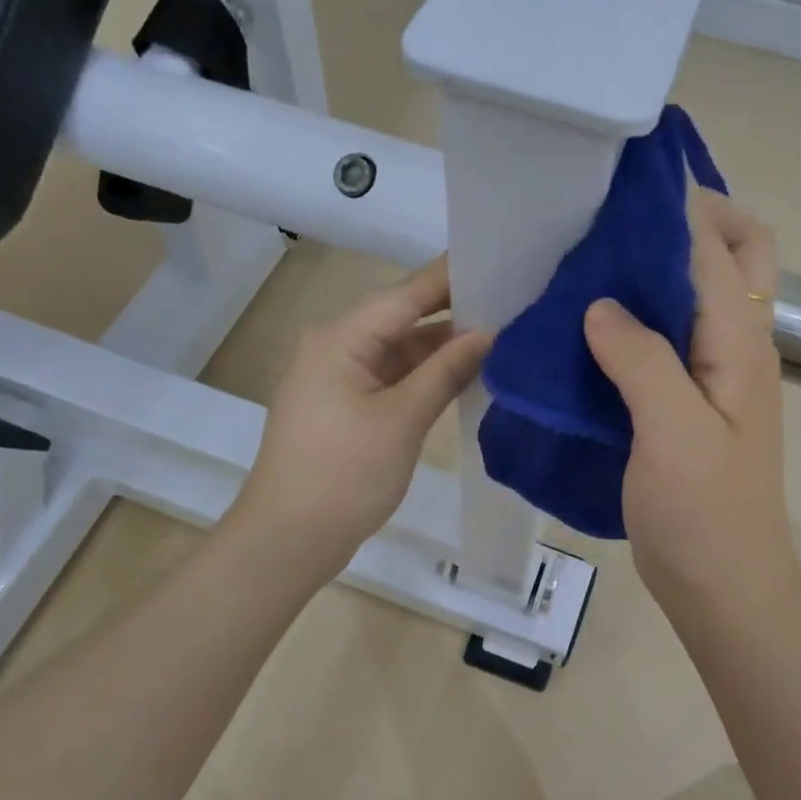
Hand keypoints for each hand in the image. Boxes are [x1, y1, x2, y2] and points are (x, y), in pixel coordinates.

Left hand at [239, 257, 489, 571]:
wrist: (289, 539)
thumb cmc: (344, 474)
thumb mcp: (402, 419)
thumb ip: (446, 371)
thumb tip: (488, 333)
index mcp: (340, 339)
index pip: (405, 294)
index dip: (451, 278)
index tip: (497, 260)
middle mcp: (336, 348)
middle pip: (402, 319)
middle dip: (453, 313)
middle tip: (511, 301)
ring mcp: (340, 379)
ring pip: (399, 351)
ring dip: (442, 349)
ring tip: (501, 335)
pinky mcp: (347, 406)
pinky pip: (392, 378)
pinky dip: (425, 376)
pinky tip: (466, 373)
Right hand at [583, 190, 800, 621]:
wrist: (725, 588)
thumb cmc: (704, 516)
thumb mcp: (672, 435)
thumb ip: (642, 361)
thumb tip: (601, 304)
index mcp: (741, 345)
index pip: (714, 250)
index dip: (675, 208)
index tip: (621, 182)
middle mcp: (739, 346)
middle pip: (740, 255)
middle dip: (693, 219)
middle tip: (624, 216)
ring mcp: (718, 374)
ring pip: (704, 291)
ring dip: (665, 263)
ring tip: (602, 253)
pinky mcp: (692, 400)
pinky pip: (674, 335)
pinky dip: (644, 312)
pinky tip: (597, 320)